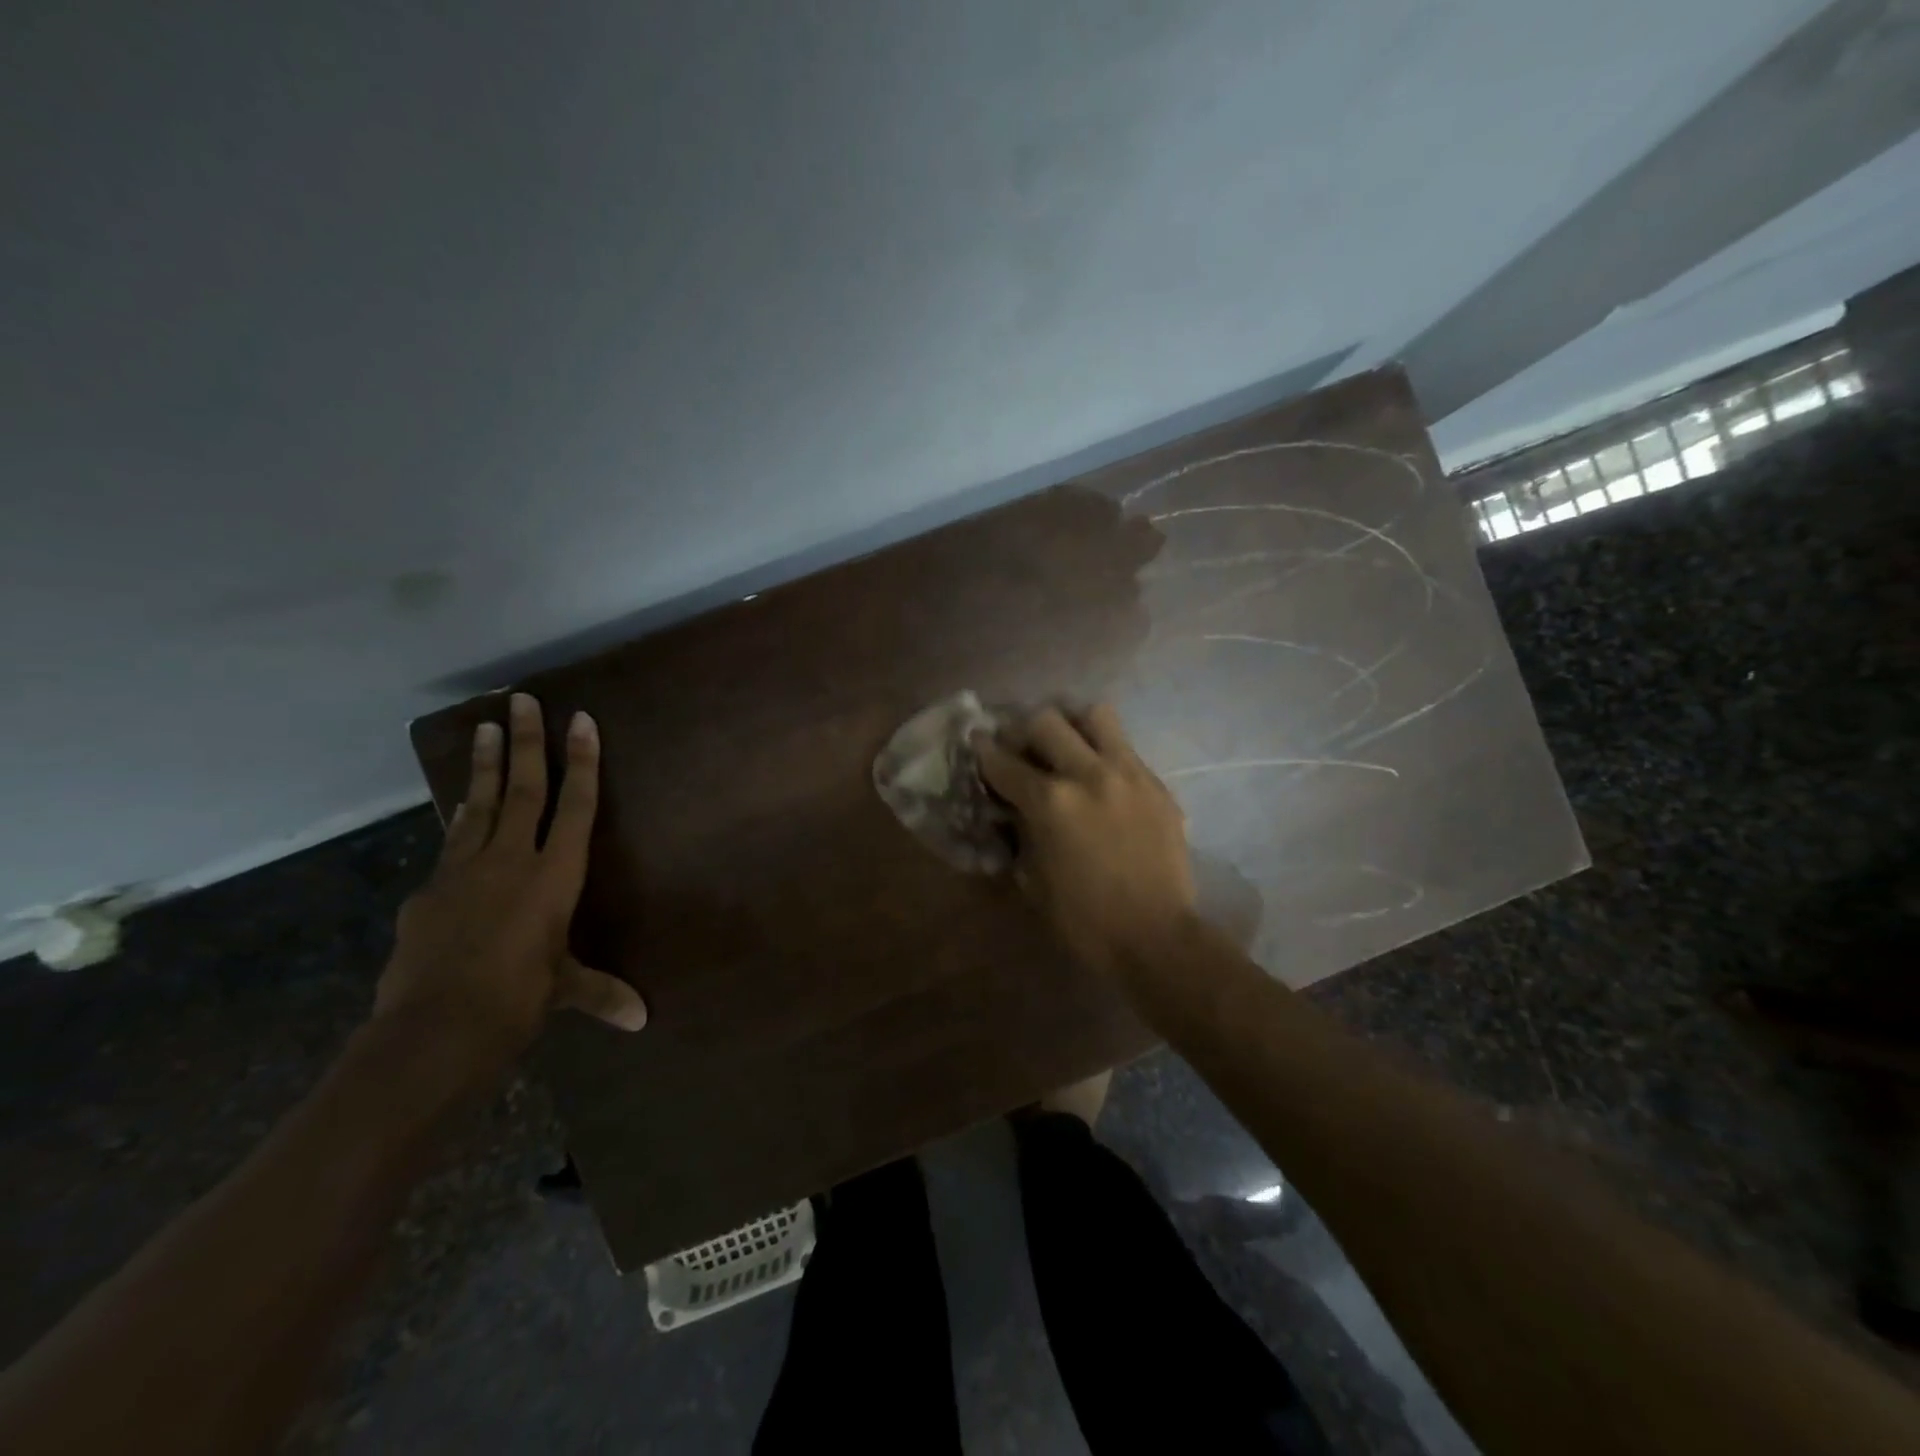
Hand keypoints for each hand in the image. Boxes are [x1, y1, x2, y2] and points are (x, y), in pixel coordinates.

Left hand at [374, 693, 646, 1074]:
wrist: (432, 1029)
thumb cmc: (517, 1001)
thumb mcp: (563, 991)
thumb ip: (600, 993)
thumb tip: (640, 1019)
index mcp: (554, 876)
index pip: (576, 806)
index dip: (581, 762)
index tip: (580, 720)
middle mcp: (510, 861)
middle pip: (522, 789)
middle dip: (525, 742)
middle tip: (522, 699)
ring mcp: (462, 871)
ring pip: (478, 806)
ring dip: (483, 766)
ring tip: (483, 727)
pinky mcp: (428, 892)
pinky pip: (451, 846)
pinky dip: (460, 823)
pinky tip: (461, 815)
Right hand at [974, 704, 1194, 976]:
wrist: (1156, 937)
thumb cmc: (1084, 919)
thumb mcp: (1033, 878)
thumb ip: (1020, 832)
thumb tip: (1014, 809)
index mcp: (1050, 803)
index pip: (1004, 761)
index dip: (984, 750)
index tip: (977, 741)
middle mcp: (1088, 775)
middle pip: (1046, 721)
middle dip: (1024, 730)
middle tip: (1022, 747)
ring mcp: (1128, 774)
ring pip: (1095, 716)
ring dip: (1073, 726)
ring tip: (1068, 746)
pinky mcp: (1156, 785)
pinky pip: (1125, 749)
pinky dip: (1105, 754)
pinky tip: (1102, 780)